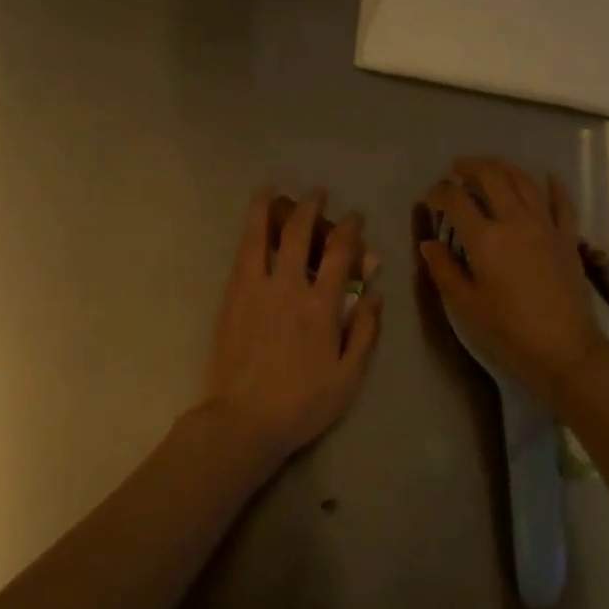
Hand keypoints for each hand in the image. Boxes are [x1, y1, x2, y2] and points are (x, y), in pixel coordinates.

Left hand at [202, 186, 382, 461]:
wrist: (244, 421)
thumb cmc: (302, 404)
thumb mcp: (349, 377)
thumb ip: (365, 332)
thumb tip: (377, 294)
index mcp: (322, 307)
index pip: (340, 253)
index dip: (350, 229)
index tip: (355, 218)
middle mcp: (289, 288)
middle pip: (300, 234)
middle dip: (311, 207)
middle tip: (317, 194)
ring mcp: (255, 290)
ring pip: (261, 236)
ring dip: (268, 208)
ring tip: (270, 187)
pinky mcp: (231, 298)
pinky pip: (241, 255)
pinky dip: (248, 232)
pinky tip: (251, 222)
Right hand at [420, 157, 608, 399]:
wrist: (566, 349)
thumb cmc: (509, 331)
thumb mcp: (466, 305)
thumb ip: (444, 269)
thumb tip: (428, 243)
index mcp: (485, 239)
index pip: (456, 200)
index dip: (439, 192)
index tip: (430, 198)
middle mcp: (515, 221)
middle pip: (492, 177)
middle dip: (471, 167)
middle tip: (457, 169)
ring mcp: (546, 225)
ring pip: (524, 181)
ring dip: (504, 167)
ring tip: (490, 166)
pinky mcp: (568, 236)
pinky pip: (562, 201)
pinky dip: (553, 185)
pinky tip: (546, 178)